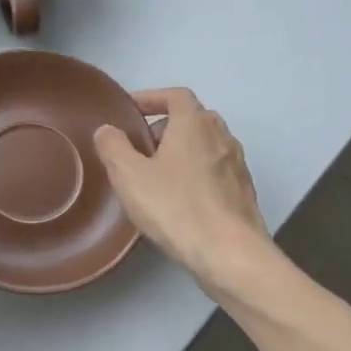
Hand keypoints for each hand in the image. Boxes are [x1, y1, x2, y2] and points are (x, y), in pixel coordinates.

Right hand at [93, 89, 268, 294]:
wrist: (230, 254)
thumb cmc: (176, 207)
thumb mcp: (129, 175)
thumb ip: (113, 146)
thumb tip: (108, 130)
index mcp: (194, 124)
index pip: (175, 95)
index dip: (151, 98)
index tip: (130, 111)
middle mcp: (221, 137)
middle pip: (192, 119)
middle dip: (164, 127)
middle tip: (139, 148)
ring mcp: (237, 165)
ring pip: (205, 146)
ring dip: (181, 152)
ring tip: (156, 176)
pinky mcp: (242, 193)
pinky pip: (214, 171)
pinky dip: (195, 174)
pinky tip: (179, 201)